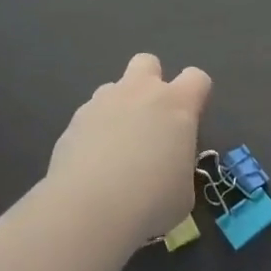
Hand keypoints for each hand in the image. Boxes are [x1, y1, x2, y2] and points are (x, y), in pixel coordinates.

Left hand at [45, 53, 211, 251]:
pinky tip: (92, 163)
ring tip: (116, 148)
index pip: (197, 78)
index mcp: (177, 105)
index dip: (196, 96)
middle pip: (148, 62)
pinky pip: (90, 115)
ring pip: (114, 88)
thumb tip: (166, 167)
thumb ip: (178, 165)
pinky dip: (94, 132)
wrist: (90, 208)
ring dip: (119, 108)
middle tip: (150, 120)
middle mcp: (139, 92)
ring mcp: (102, 102)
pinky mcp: (74, 120)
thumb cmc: (151, 201)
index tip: (190, 122)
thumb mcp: (183, 191)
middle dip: (151, 83)